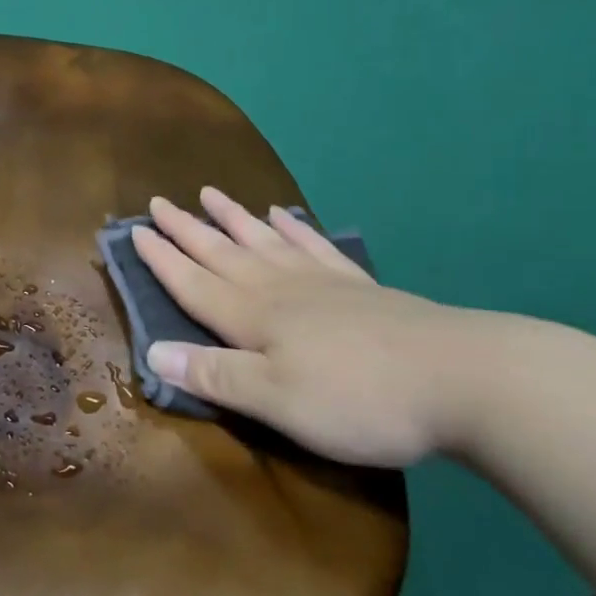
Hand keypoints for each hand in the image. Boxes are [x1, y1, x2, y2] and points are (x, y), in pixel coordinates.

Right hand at [132, 189, 508, 466]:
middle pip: (222, 252)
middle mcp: (278, 289)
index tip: (135, 231)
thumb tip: (152, 352)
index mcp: (252, 318)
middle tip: (160, 201)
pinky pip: (314, 246)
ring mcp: (321, 282)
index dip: (162, 260)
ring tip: (210, 193)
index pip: (193, 283)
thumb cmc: (357, 398)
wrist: (460, 377)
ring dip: (234, 218)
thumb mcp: (276, 401)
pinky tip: (285, 214)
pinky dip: (294, 228)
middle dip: (187, 230)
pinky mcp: (358, 287)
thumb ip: (214, 375)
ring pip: (263, 240)